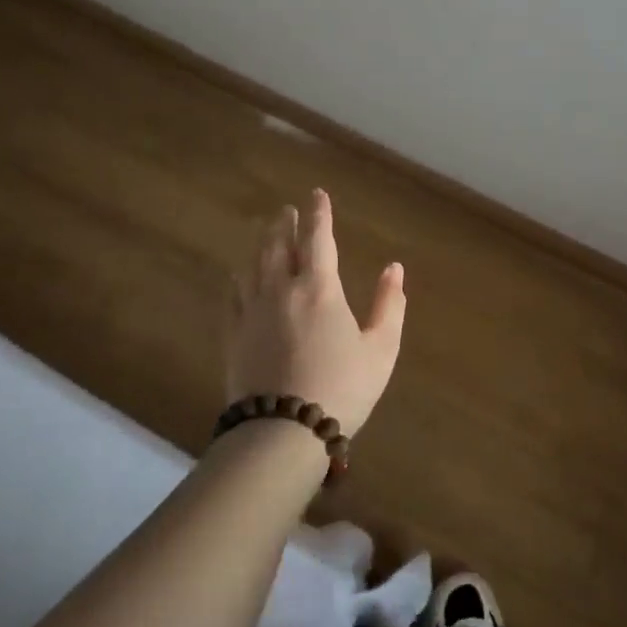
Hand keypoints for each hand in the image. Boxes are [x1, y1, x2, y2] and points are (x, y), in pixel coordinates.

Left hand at [226, 189, 405, 435]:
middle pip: (279, 245)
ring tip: (265, 232)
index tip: (317, 194)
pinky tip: (238, 276)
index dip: (319, 213)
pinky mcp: (234, 337)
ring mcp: (252, 312)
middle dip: (285, 224)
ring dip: (261, 244)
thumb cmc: (341, 387)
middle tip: (287, 209)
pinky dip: (238, 279)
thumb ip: (388, 304)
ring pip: (254, 266)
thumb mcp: (380, 349)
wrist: (282, 433)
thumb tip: (394, 268)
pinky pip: (233, 296)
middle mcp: (282, 290)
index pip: (318, 238)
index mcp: (319, 288)